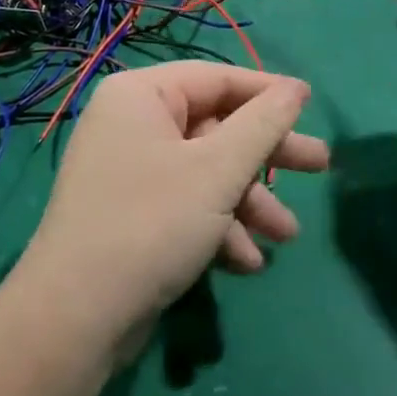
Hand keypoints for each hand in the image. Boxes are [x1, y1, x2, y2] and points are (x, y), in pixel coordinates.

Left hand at [17, 63, 326, 361]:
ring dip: (247, 202)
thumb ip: (263, 125)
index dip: (268, 93)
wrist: (76, 317)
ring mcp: (129, 169)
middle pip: (215, 127)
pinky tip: (246, 262)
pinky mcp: (131, 212)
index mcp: (141, 95)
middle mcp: (131, 123)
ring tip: (286, 235)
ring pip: (205, 171)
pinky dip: (217, 226)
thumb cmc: (152, 223)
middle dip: (267, 156)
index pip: (217, 78)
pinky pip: (185, 202)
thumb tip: (296, 88)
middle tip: (320, 166)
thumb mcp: (218, 171)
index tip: (312, 108)